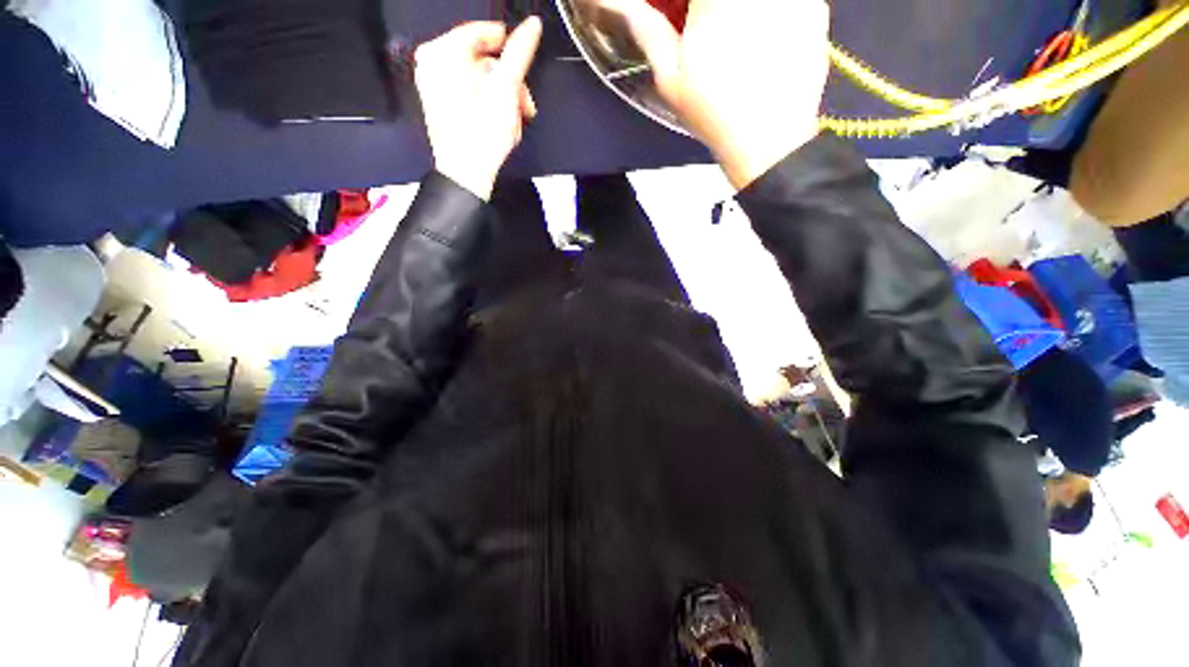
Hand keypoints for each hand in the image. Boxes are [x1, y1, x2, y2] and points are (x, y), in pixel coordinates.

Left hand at [415, 18, 542, 199]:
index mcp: (441, 52)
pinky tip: (503, 124)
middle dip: (509, 83)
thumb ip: (519, 53)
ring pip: (480, 80)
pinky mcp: (443, 107)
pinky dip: (490, 106)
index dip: (508, 45)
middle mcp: (433, 64)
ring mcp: (435, 87)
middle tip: (527, 106)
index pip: (480, 32)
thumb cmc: (483, 129)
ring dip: (505, 99)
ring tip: (517, 121)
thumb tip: (533, 23)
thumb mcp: (505, 88)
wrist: (466, 174)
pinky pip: (471, 95)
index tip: (526, 65)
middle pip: (482, 60)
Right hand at [607, 0, 829, 187]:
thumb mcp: (670, 77)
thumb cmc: (713, 113)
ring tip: (736, 41)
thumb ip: (647, 29)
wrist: (768, 142)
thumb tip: (620, 2)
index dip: (688, 5)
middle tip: (706, 26)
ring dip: (741, 14)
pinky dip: (772, 13)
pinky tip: (765, 40)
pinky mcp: (815, 6)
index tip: (686, 18)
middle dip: (710, 10)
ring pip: (756, 2)